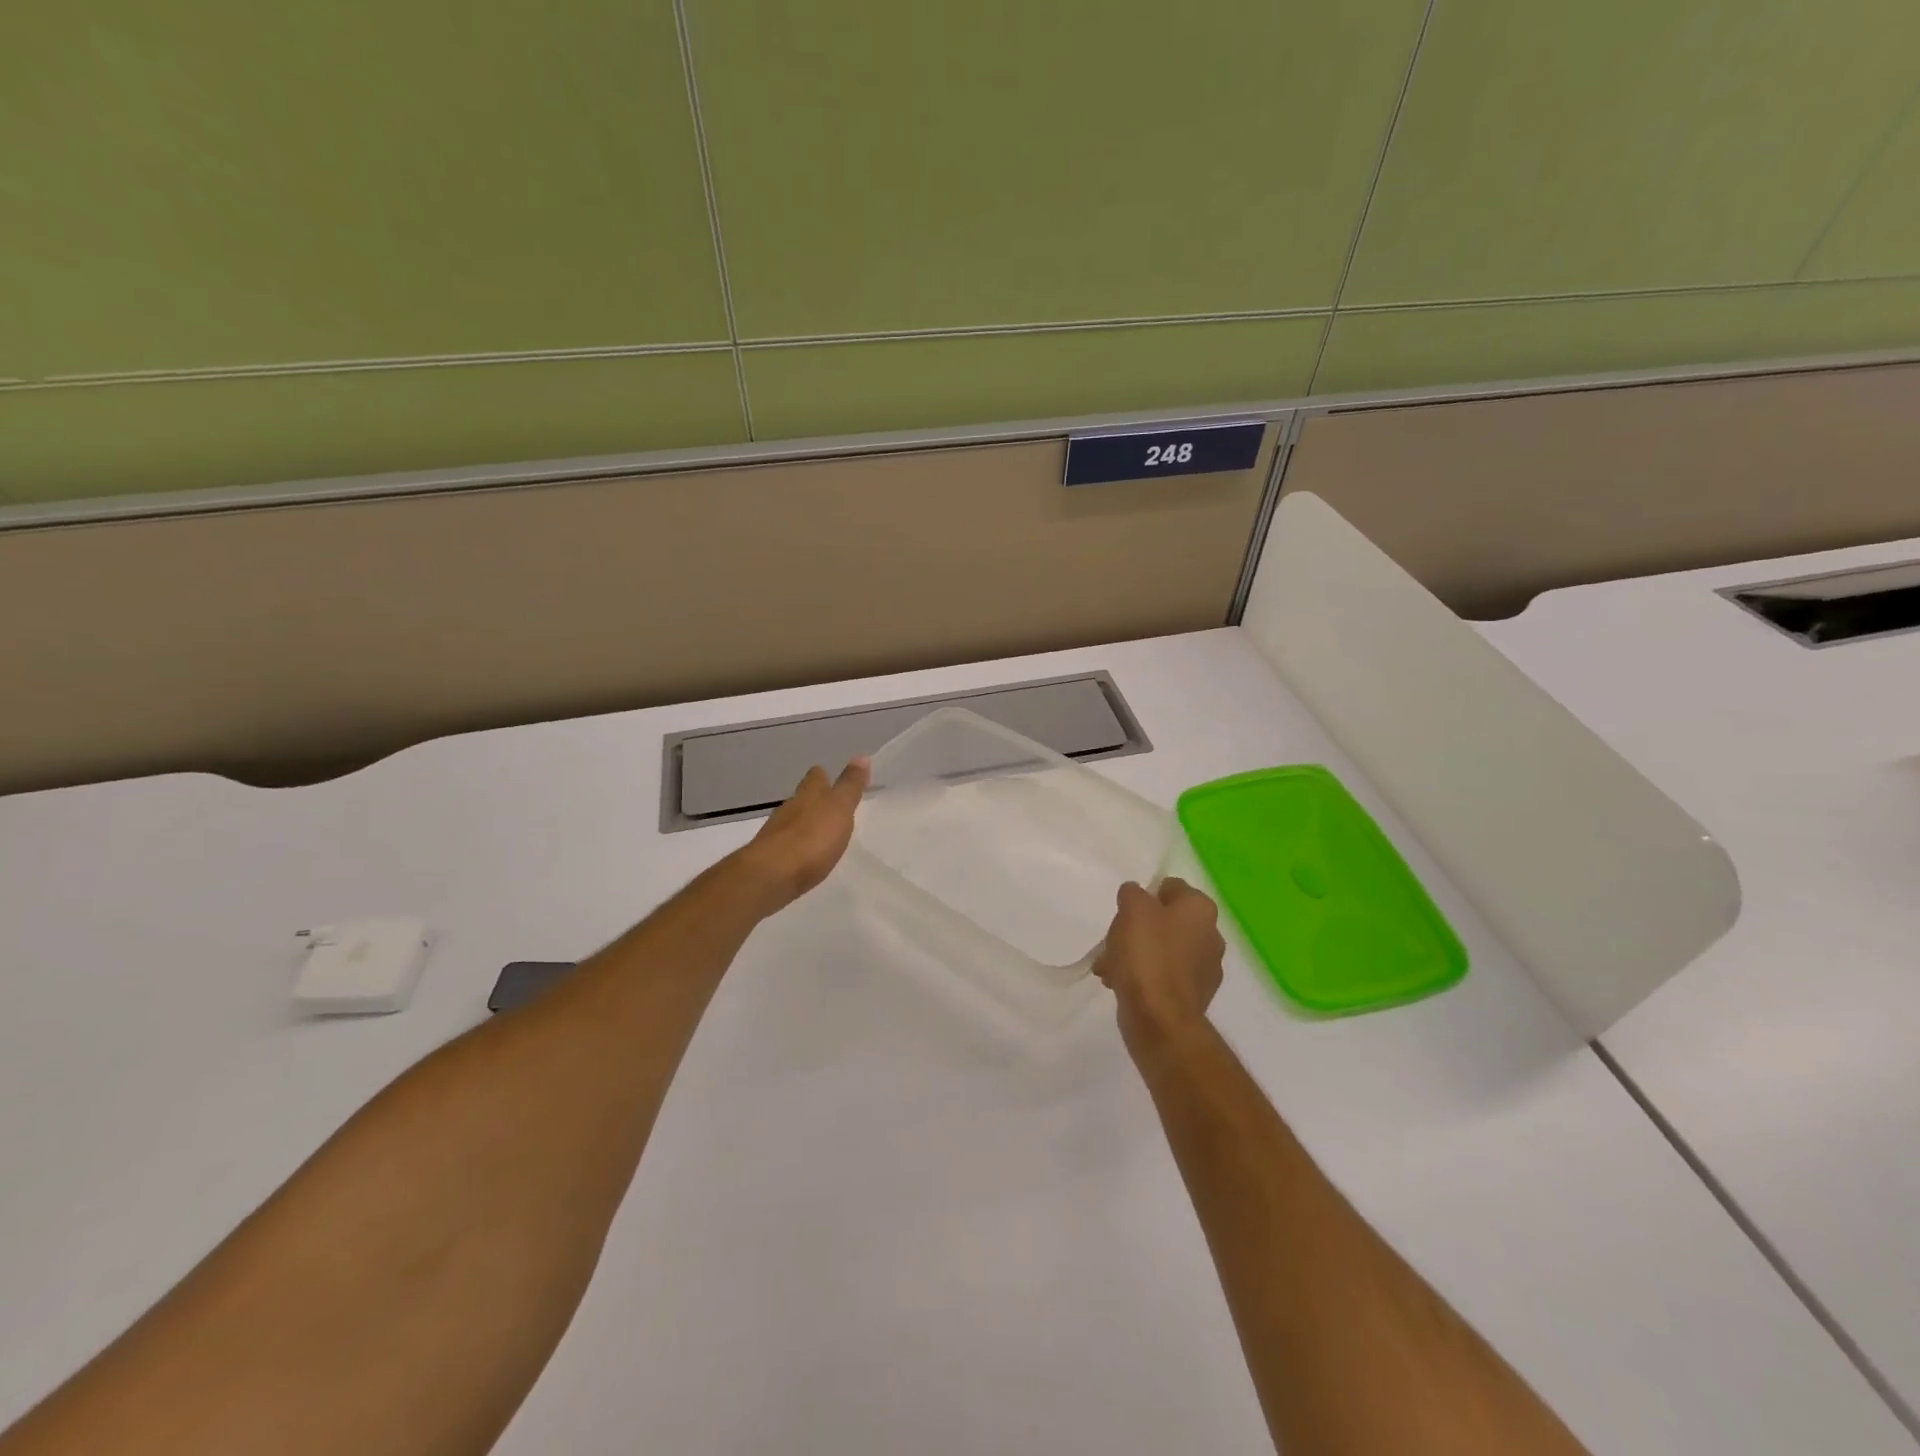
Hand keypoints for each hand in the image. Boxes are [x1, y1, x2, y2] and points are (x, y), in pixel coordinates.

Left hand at [735, 758, 869, 912]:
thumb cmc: (811, 838)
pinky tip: (805, 855)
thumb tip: (861, 756)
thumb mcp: (839, 808)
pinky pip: (787, 844)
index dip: (824, 776)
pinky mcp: (771, 856)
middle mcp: (789, 808)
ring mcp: (776, 832)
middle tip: (830, 806)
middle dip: (814, 799)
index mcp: (808, 794)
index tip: (832, 778)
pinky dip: (797, 845)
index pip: (816, 776)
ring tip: (820, 832)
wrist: (770, 876)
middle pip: (802, 797)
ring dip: (805, 823)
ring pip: (792, 820)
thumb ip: (850, 786)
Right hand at [1093, 878, 1225, 1058]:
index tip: (1126, 911)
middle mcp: (1211, 935)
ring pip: (1163, 950)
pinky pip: (1164, 976)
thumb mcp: (1132, 909)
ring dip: (1136, 954)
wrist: (1159, 1018)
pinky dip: (1144, 976)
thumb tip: (1136, 895)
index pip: (1172, 887)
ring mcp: (1205, 969)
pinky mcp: (1194, 996)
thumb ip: (1133, 893)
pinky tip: (1120, 984)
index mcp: (1201, 909)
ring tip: (1109, 967)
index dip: (1146, 895)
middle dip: (1137, 929)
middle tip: (1114, 940)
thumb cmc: (1147, 954)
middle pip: (1166, 921)